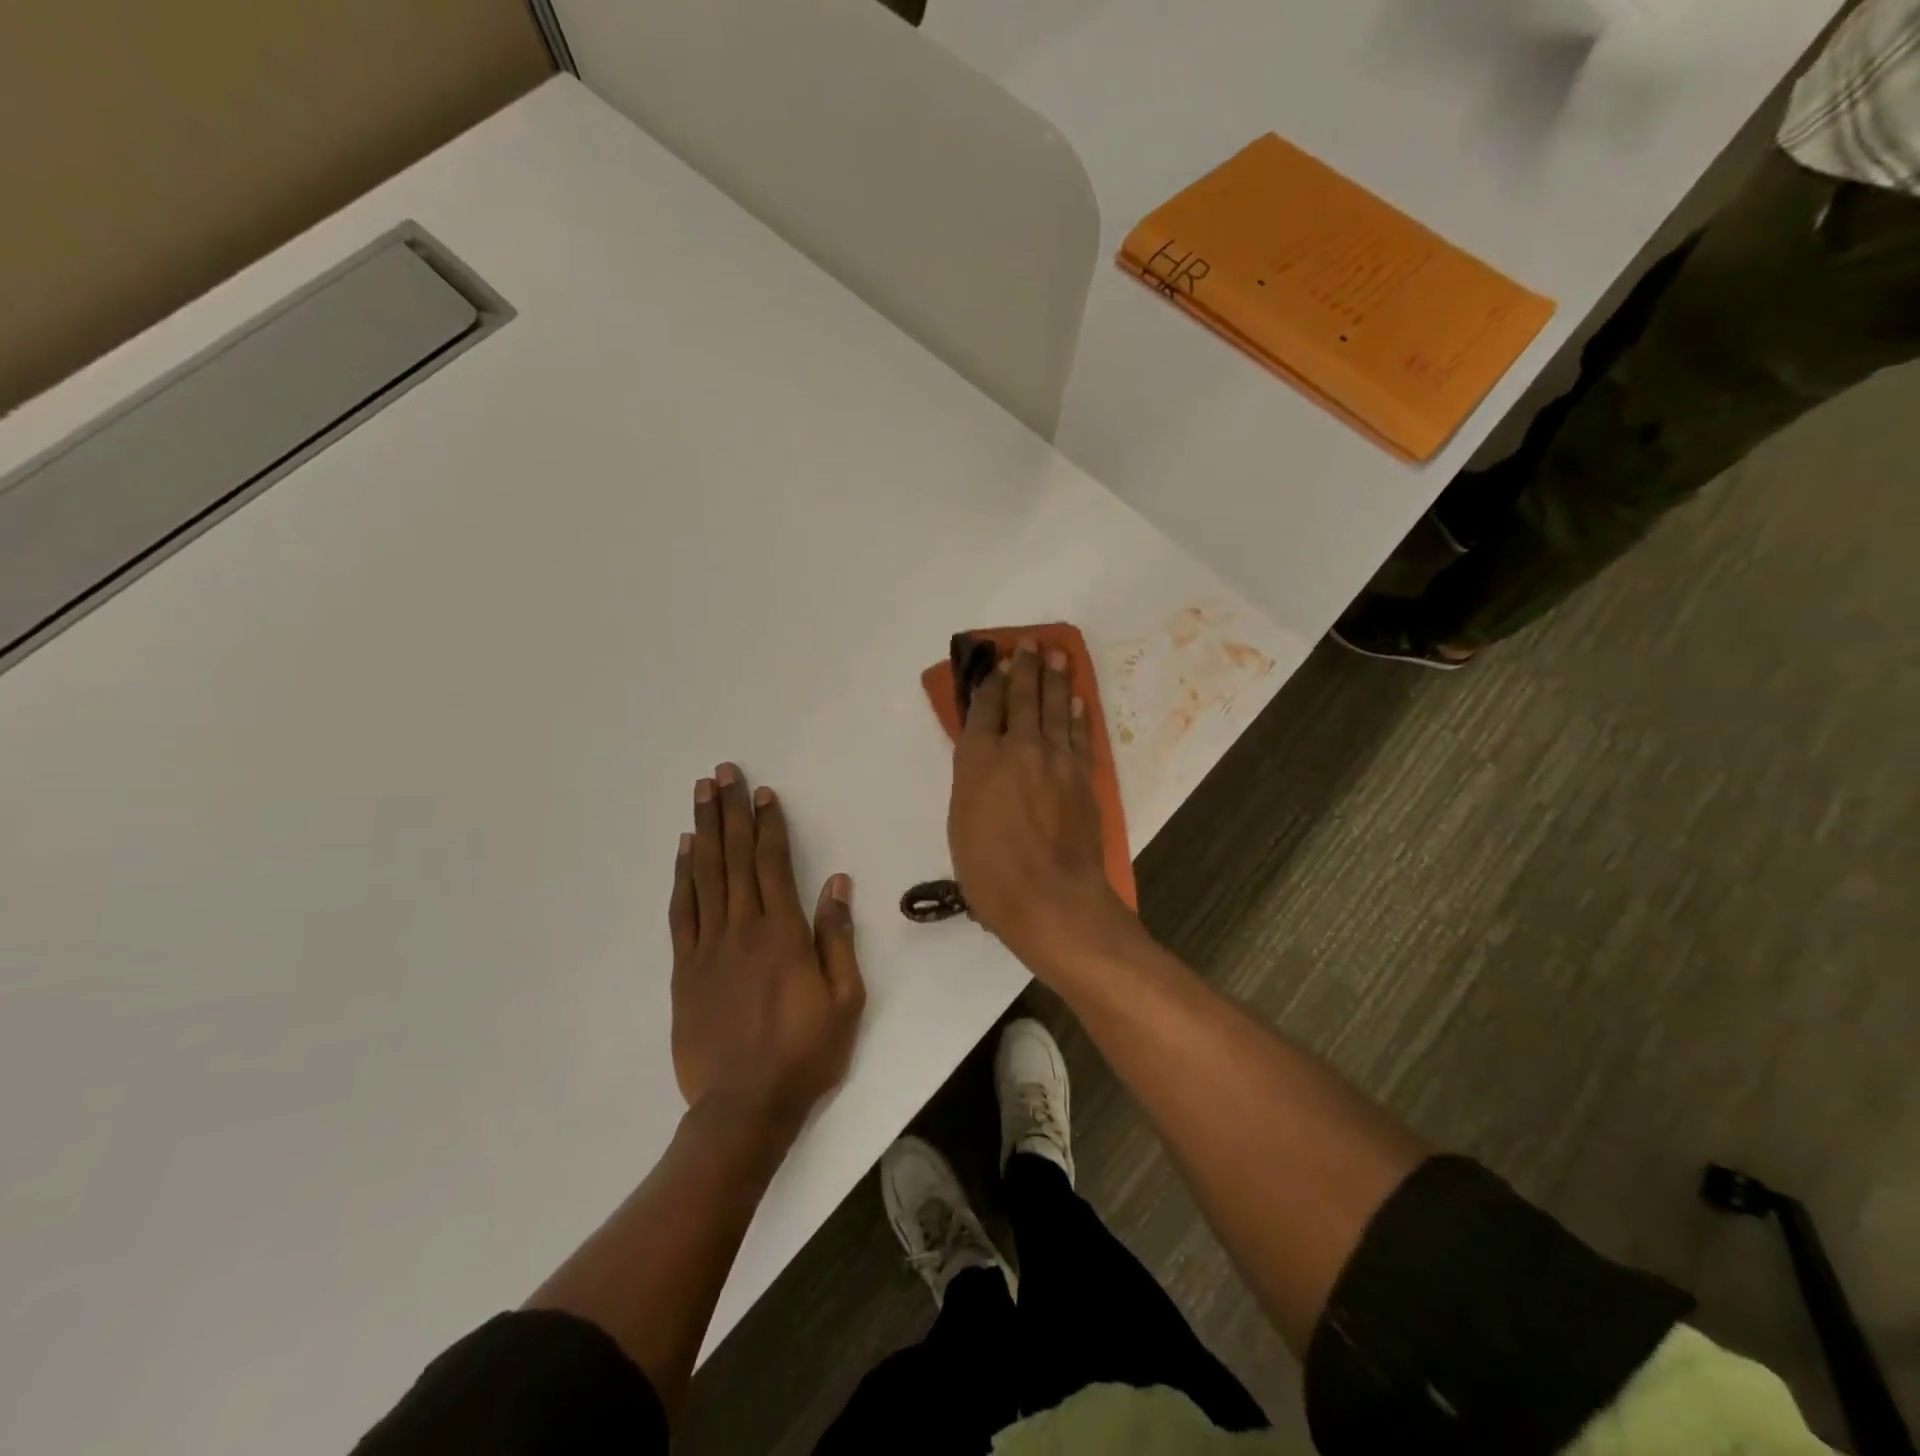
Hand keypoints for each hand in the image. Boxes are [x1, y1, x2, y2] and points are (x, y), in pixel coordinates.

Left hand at [669, 763, 865, 1130]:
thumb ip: (837, 937)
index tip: (763, 792)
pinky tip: (684, 851)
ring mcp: (708, 947)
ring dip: (704, 831)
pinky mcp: (685, 969)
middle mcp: (742, 928)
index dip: (769, 825)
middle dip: (731, 811)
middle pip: (735, 857)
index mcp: (783, 932)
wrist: (743, 1106)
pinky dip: (682, 876)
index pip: (773, 863)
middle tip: (722, 773)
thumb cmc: (805, 1052)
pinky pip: (682, 911)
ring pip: (705, 875)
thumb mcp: (845, 998)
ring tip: (701, 795)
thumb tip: (837, 883)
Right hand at [948, 642, 1130, 969]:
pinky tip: (1077, 700)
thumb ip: (972, 783)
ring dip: (1055, 679)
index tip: (995, 661)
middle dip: (1025, 667)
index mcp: (979, 759)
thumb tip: (983, 759)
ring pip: (1055, 708)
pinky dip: (1077, 714)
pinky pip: (1079, 734)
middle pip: (1022, 698)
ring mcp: (1055, 759)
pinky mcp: (1082, 777)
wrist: (1052, 898)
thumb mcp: (961, 825)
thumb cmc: (991, 873)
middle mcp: (1018, 748)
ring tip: (1056, 655)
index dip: (990, 682)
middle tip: (1029, 643)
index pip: (985, 708)